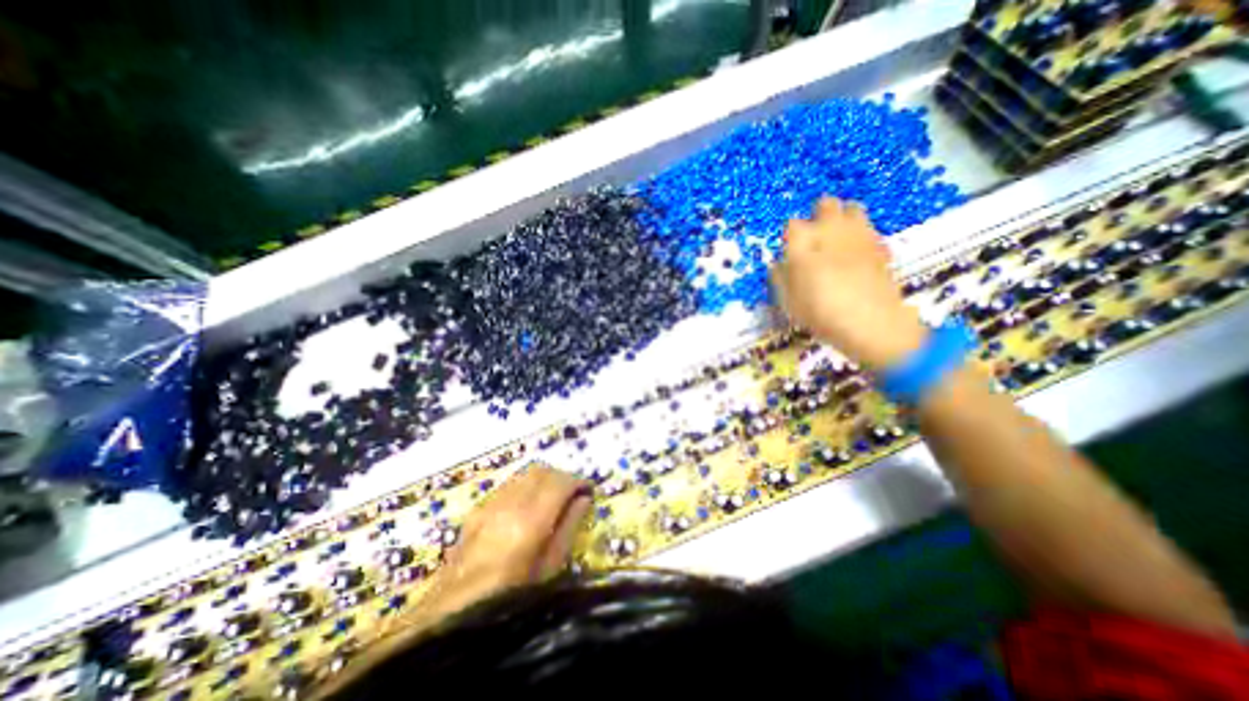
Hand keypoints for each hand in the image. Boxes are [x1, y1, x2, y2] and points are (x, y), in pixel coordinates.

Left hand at [422, 465, 591, 617]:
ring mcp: (488, 505)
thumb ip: (568, 528)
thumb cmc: (510, 600)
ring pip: (523, 476)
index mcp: (529, 520)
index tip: (590, 490)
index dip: (578, 481)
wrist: (451, 620)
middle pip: (541, 471)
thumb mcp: (549, 569)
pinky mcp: (476, 511)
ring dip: (543, 481)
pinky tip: (527, 508)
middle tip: (574, 494)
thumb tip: (583, 499)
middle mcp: (508, 504)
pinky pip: (507, 487)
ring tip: (553, 500)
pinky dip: (524, 488)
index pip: (560, 482)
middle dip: (561, 477)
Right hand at [773, 196, 925, 367]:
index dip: (790, 236)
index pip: (792, 224)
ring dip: (843, 218)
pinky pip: (869, 229)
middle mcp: (831, 230)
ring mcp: (859, 234)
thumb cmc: (819, 312)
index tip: (790, 249)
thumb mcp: (788, 301)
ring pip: (852, 208)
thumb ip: (780, 278)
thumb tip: (777, 265)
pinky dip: (862, 235)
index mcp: (803, 242)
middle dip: (818, 215)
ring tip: (838, 238)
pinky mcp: (880, 245)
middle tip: (814, 237)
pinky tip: (858, 254)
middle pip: (825, 204)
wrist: (869, 321)